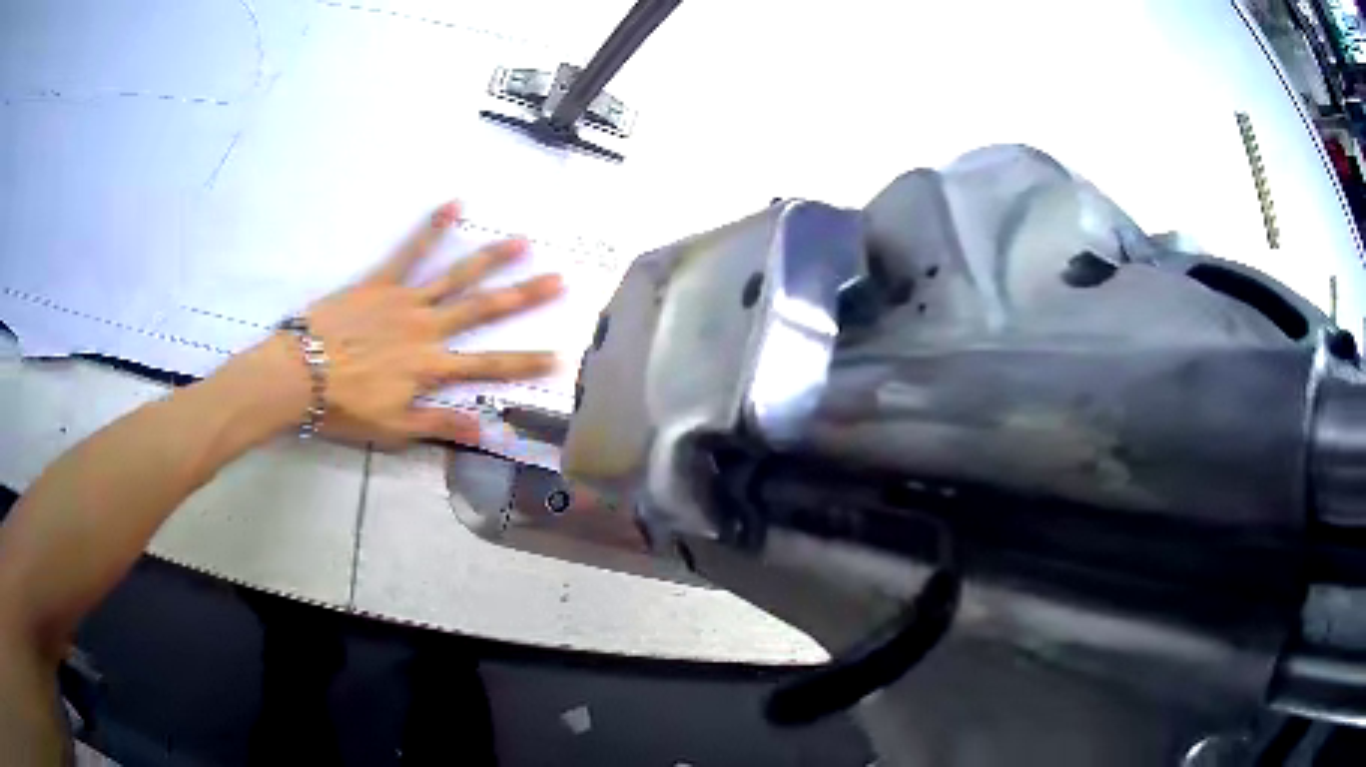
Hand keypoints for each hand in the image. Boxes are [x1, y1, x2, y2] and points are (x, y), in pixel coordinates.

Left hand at [250, 201, 563, 447]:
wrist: (299, 375)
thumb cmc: (345, 407)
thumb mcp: (394, 428)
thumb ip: (440, 423)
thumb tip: (485, 430)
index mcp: (431, 367)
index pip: (488, 366)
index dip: (526, 362)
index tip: (560, 355)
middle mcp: (427, 329)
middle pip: (483, 310)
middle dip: (524, 296)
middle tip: (559, 279)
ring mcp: (405, 301)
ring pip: (456, 276)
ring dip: (491, 258)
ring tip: (522, 241)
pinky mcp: (381, 282)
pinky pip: (409, 251)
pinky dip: (431, 227)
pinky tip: (454, 204)